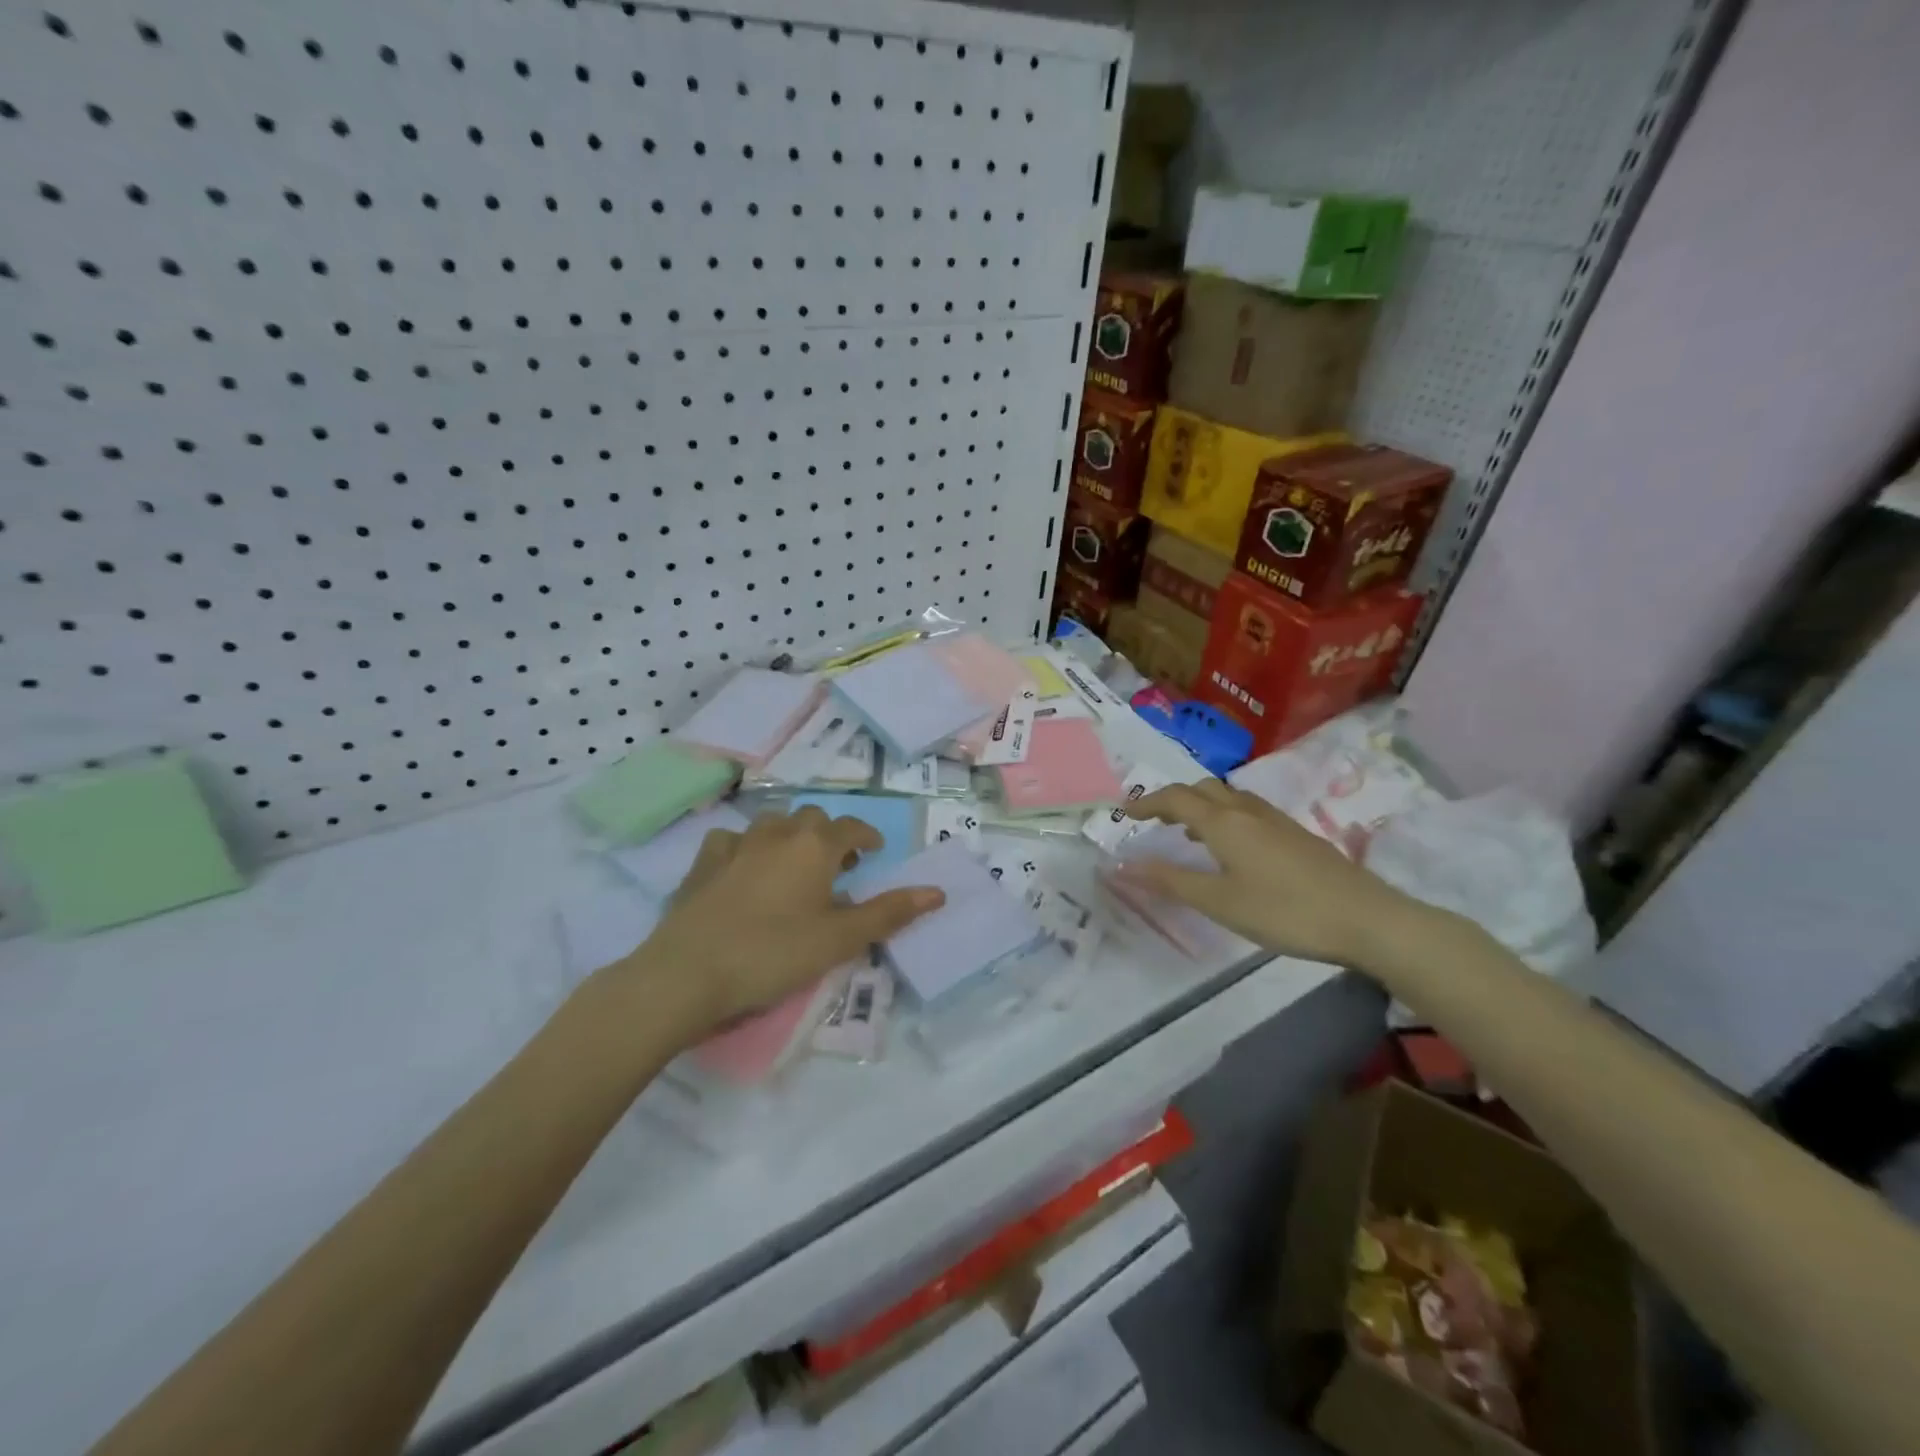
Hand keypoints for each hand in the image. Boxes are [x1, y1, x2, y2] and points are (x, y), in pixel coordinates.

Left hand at [614, 806, 942, 1037]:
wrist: (688, 973)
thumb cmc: (774, 954)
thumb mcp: (840, 940)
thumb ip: (889, 913)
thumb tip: (937, 892)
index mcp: (815, 846)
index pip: (851, 827)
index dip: (867, 836)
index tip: (875, 851)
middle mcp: (778, 833)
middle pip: (812, 818)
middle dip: (829, 835)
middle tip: (837, 866)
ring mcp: (736, 844)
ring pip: (772, 823)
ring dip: (789, 837)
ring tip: (793, 865)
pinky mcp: (703, 863)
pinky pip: (731, 841)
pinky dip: (746, 848)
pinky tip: (743, 870)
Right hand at [1115, 780, 1426, 968]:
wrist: (1365, 918)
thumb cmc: (1284, 911)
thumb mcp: (1219, 902)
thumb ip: (1170, 881)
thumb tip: (1123, 865)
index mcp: (1224, 823)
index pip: (1176, 798)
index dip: (1148, 802)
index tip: (1126, 812)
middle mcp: (1247, 811)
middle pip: (1203, 789)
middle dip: (1174, 799)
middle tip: (1155, 820)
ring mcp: (1276, 820)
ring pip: (1229, 797)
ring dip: (1202, 806)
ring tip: (1188, 833)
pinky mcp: (1296, 834)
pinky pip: (1248, 811)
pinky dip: (1226, 817)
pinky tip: (1233, 848)